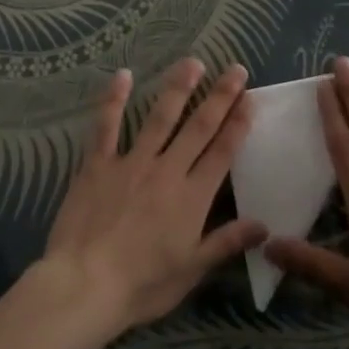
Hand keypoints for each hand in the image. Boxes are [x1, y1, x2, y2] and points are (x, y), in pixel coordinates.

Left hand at [37, 59, 265, 339]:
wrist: (85, 285)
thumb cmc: (142, 285)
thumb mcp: (191, 271)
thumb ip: (226, 243)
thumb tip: (264, 225)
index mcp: (192, 197)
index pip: (222, 153)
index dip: (238, 124)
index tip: (250, 99)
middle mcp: (167, 170)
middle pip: (198, 127)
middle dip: (220, 96)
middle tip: (235, 69)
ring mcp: (131, 162)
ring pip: (160, 118)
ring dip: (178, 88)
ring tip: (192, 62)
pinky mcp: (98, 164)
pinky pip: (107, 126)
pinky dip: (114, 100)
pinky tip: (122, 75)